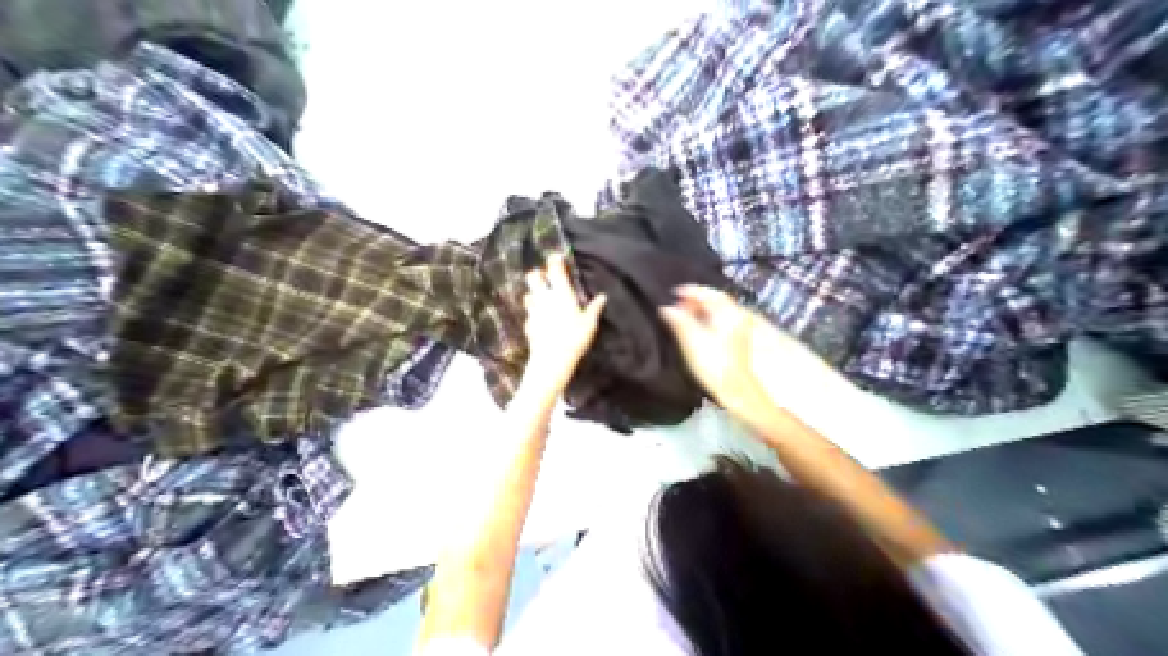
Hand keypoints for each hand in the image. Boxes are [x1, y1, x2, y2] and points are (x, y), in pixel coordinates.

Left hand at [522, 257, 610, 398]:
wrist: (552, 358)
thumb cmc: (574, 337)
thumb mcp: (589, 323)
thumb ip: (594, 308)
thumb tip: (603, 297)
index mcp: (561, 293)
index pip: (554, 269)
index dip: (554, 260)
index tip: (556, 257)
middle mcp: (545, 298)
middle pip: (532, 277)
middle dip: (537, 274)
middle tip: (545, 278)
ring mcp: (534, 311)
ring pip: (527, 295)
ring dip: (533, 294)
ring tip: (542, 300)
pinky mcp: (528, 324)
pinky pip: (529, 314)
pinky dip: (533, 314)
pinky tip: (540, 321)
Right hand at [656, 285, 772, 414]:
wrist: (734, 390)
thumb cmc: (712, 363)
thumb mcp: (691, 340)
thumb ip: (678, 321)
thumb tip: (665, 308)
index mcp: (727, 313)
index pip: (708, 293)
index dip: (690, 290)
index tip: (672, 292)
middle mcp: (735, 316)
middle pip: (714, 301)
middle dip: (694, 300)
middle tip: (675, 304)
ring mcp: (737, 328)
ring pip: (716, 311)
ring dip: (699, 309)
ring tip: (681, 314)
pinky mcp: (734, 340)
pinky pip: (718, 321)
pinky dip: (704, 319)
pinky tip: (694, 326)